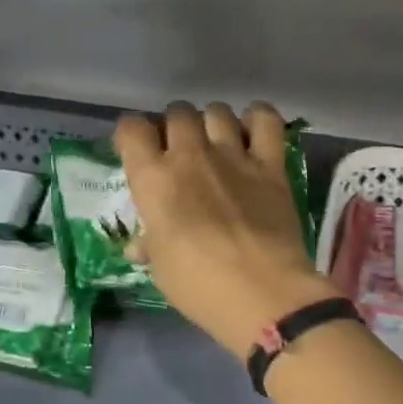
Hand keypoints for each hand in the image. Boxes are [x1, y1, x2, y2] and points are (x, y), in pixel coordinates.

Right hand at [116, 102, 332, 358]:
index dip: (131, 136)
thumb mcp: (160, 268)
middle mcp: (190, 155)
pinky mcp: (271, 163)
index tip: (136, 152)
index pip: (131, 129)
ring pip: (217, 110)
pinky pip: (266, 119)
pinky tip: (252, 133)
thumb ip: (150, 244)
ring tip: (216, 143)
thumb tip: (141, 246)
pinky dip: (258, 118)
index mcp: (153, 179)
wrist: (261, 292)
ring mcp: (233, 155)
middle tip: (180, 153)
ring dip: (212, 122)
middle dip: (174, 127)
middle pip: (177, 113)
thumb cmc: (198, 286)